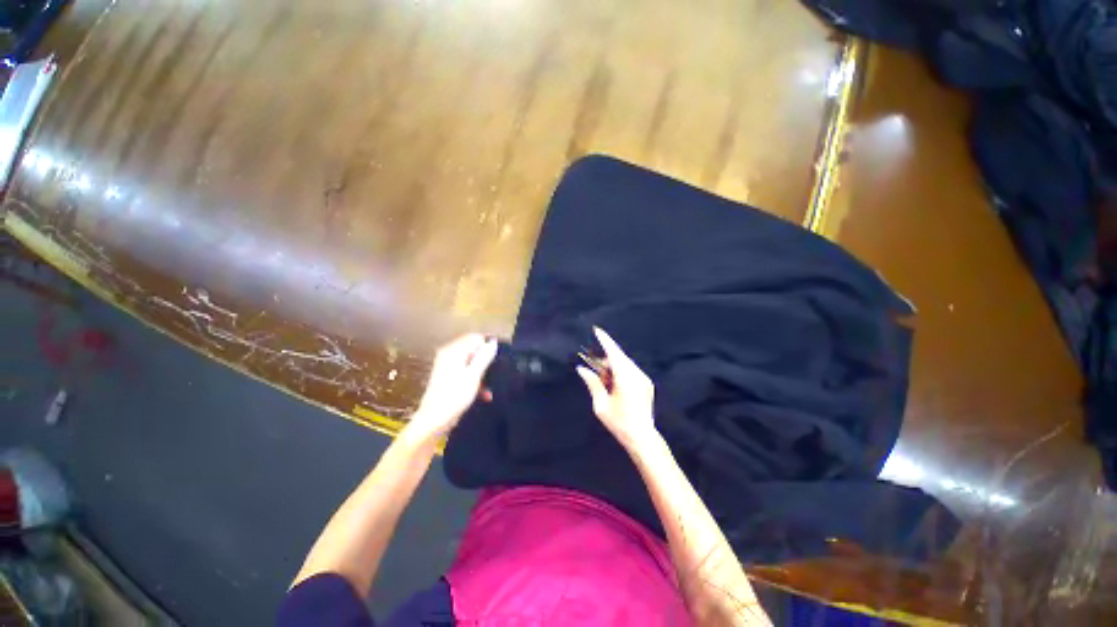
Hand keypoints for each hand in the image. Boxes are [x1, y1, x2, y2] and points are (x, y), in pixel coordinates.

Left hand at [408, 334, 497, 439]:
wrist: (434, 421)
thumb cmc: (455, 396)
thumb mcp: (474, 375)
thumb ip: (484, 356)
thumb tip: (493, 341)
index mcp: (453, 351)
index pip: (475, 338)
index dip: (488, 347)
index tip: (498, 360)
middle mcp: (448, 354)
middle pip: (473, 350)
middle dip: (486, 361)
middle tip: (496, 373)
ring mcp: (447, 366)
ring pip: (471, 363)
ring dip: (482, 373)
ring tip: (491, 386)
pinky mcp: (448, 378)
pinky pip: (466, 372)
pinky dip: (475, 380)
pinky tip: (484, 394)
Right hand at [576, 327, 656, 448]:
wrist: (642, 437)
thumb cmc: (619, 422)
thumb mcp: (601, 405)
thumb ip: (592, 383)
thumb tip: (582, 369)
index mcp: (625, 378)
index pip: (613, 353)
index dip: (604, 340)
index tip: (596, 330)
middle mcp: (636, 374)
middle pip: (618, 357)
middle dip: (605, 359)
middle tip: (593, 368)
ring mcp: (643, 378)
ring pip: (625, 363)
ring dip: (612, 366)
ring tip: (603, 380)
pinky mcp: (646, 384)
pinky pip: (631, 370)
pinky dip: (620, 371)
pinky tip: (613, 384)